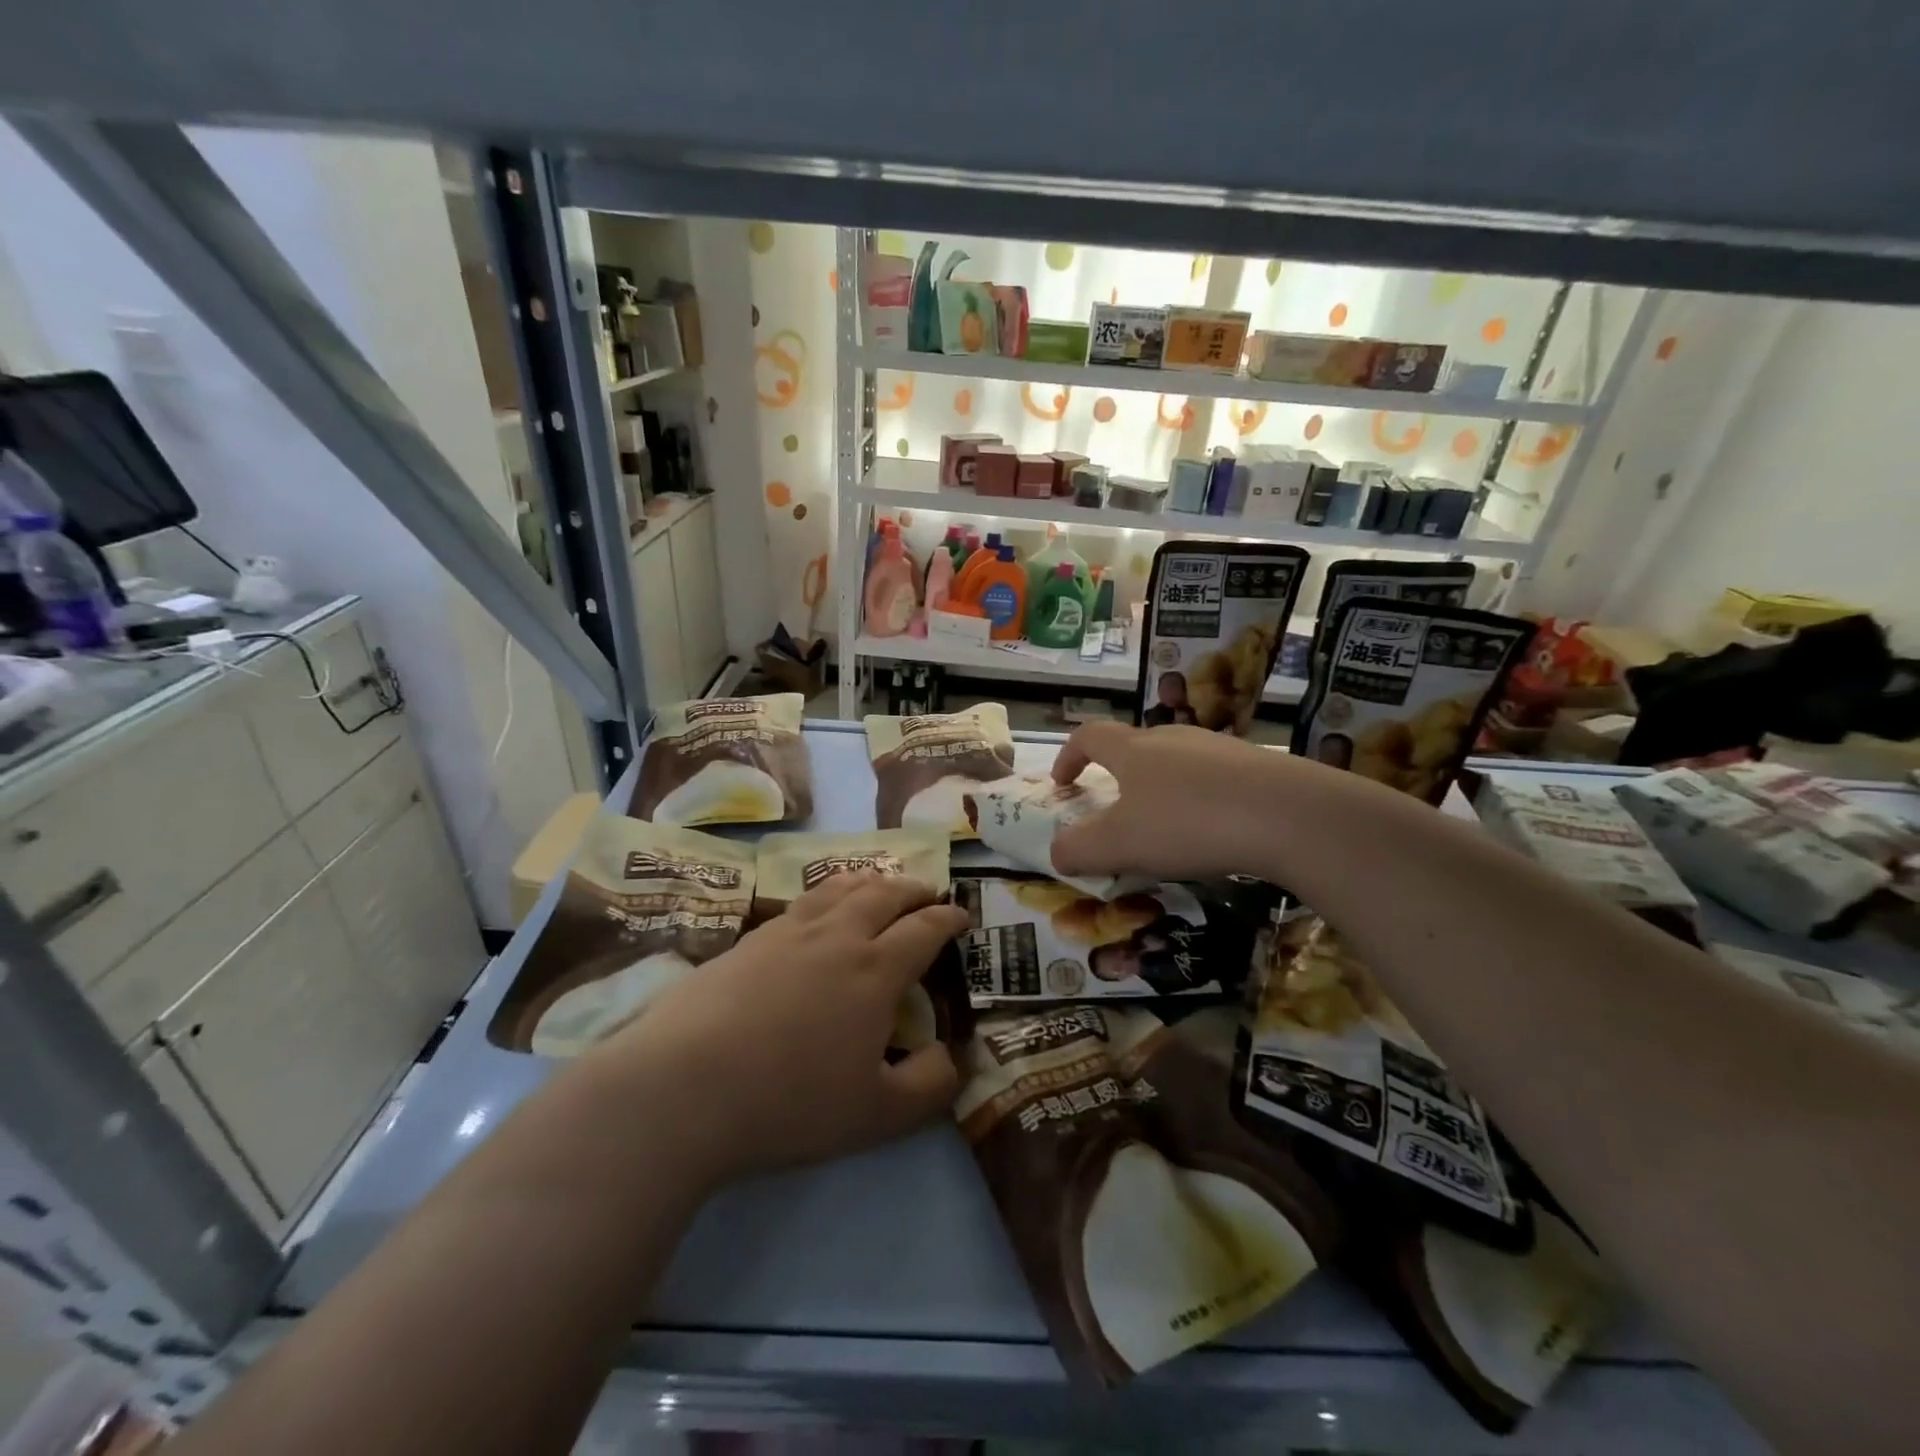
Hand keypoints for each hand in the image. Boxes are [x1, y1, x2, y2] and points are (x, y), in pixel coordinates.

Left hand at [590, 873, 966, 1187]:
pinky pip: (802, 900)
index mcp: (875, 969)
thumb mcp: (878, 1115)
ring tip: (879, 885)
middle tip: (927, 893)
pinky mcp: (749, 939)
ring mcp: (789, 931)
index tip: (962, 916)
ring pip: (840, 887)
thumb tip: (953, 1056)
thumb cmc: (790, 1101)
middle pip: (884, 893)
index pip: (924, 928)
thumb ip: (930, 1085)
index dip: (949, 917)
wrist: (684, 1086)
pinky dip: (827, 894)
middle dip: (914, 889)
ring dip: (870, 881)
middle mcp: (837, 935)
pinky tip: (819, 911)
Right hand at [1050, 722, 1296, 882]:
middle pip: (1133, 746)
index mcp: (1133, 749)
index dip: (1068, 757)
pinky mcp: (1255, 766)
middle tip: (1115, 811)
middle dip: (1116, 775)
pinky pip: (1212, 779)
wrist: (1289, 815)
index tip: (1062, 784)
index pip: (1089, 736)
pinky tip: (1214, 832)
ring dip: (1159, 788)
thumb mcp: (1120, 845)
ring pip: (1175, 762)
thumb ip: (1078, 849)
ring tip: (1166, 827)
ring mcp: (1217, 748)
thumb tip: (1056, 852)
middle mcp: (1172, 738)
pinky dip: (1199, 800)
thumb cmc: (1188, 823)